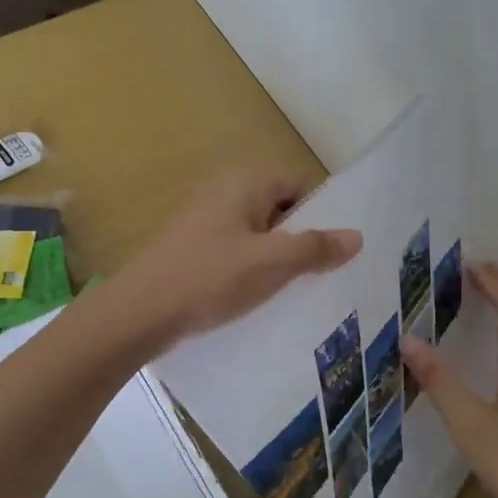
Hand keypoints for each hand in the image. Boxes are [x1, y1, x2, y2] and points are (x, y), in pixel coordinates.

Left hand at [122, 168, 361, 342]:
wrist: (139, 313)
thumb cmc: (209, 278)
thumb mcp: (271, 263)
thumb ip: (315, 249)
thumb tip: (357, 237)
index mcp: (244, 184)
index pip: (298, 186)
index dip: (321, 214)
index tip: (338, 248)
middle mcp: (223, 193)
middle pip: (279, 211)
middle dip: (301, 240)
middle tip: (326, 274)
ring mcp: (204, 222)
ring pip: (257, 236)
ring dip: (277, 259)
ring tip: (299, 291)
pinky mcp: (192, 250)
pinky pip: (235, 254)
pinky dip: (251, 271)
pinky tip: (261, 299)